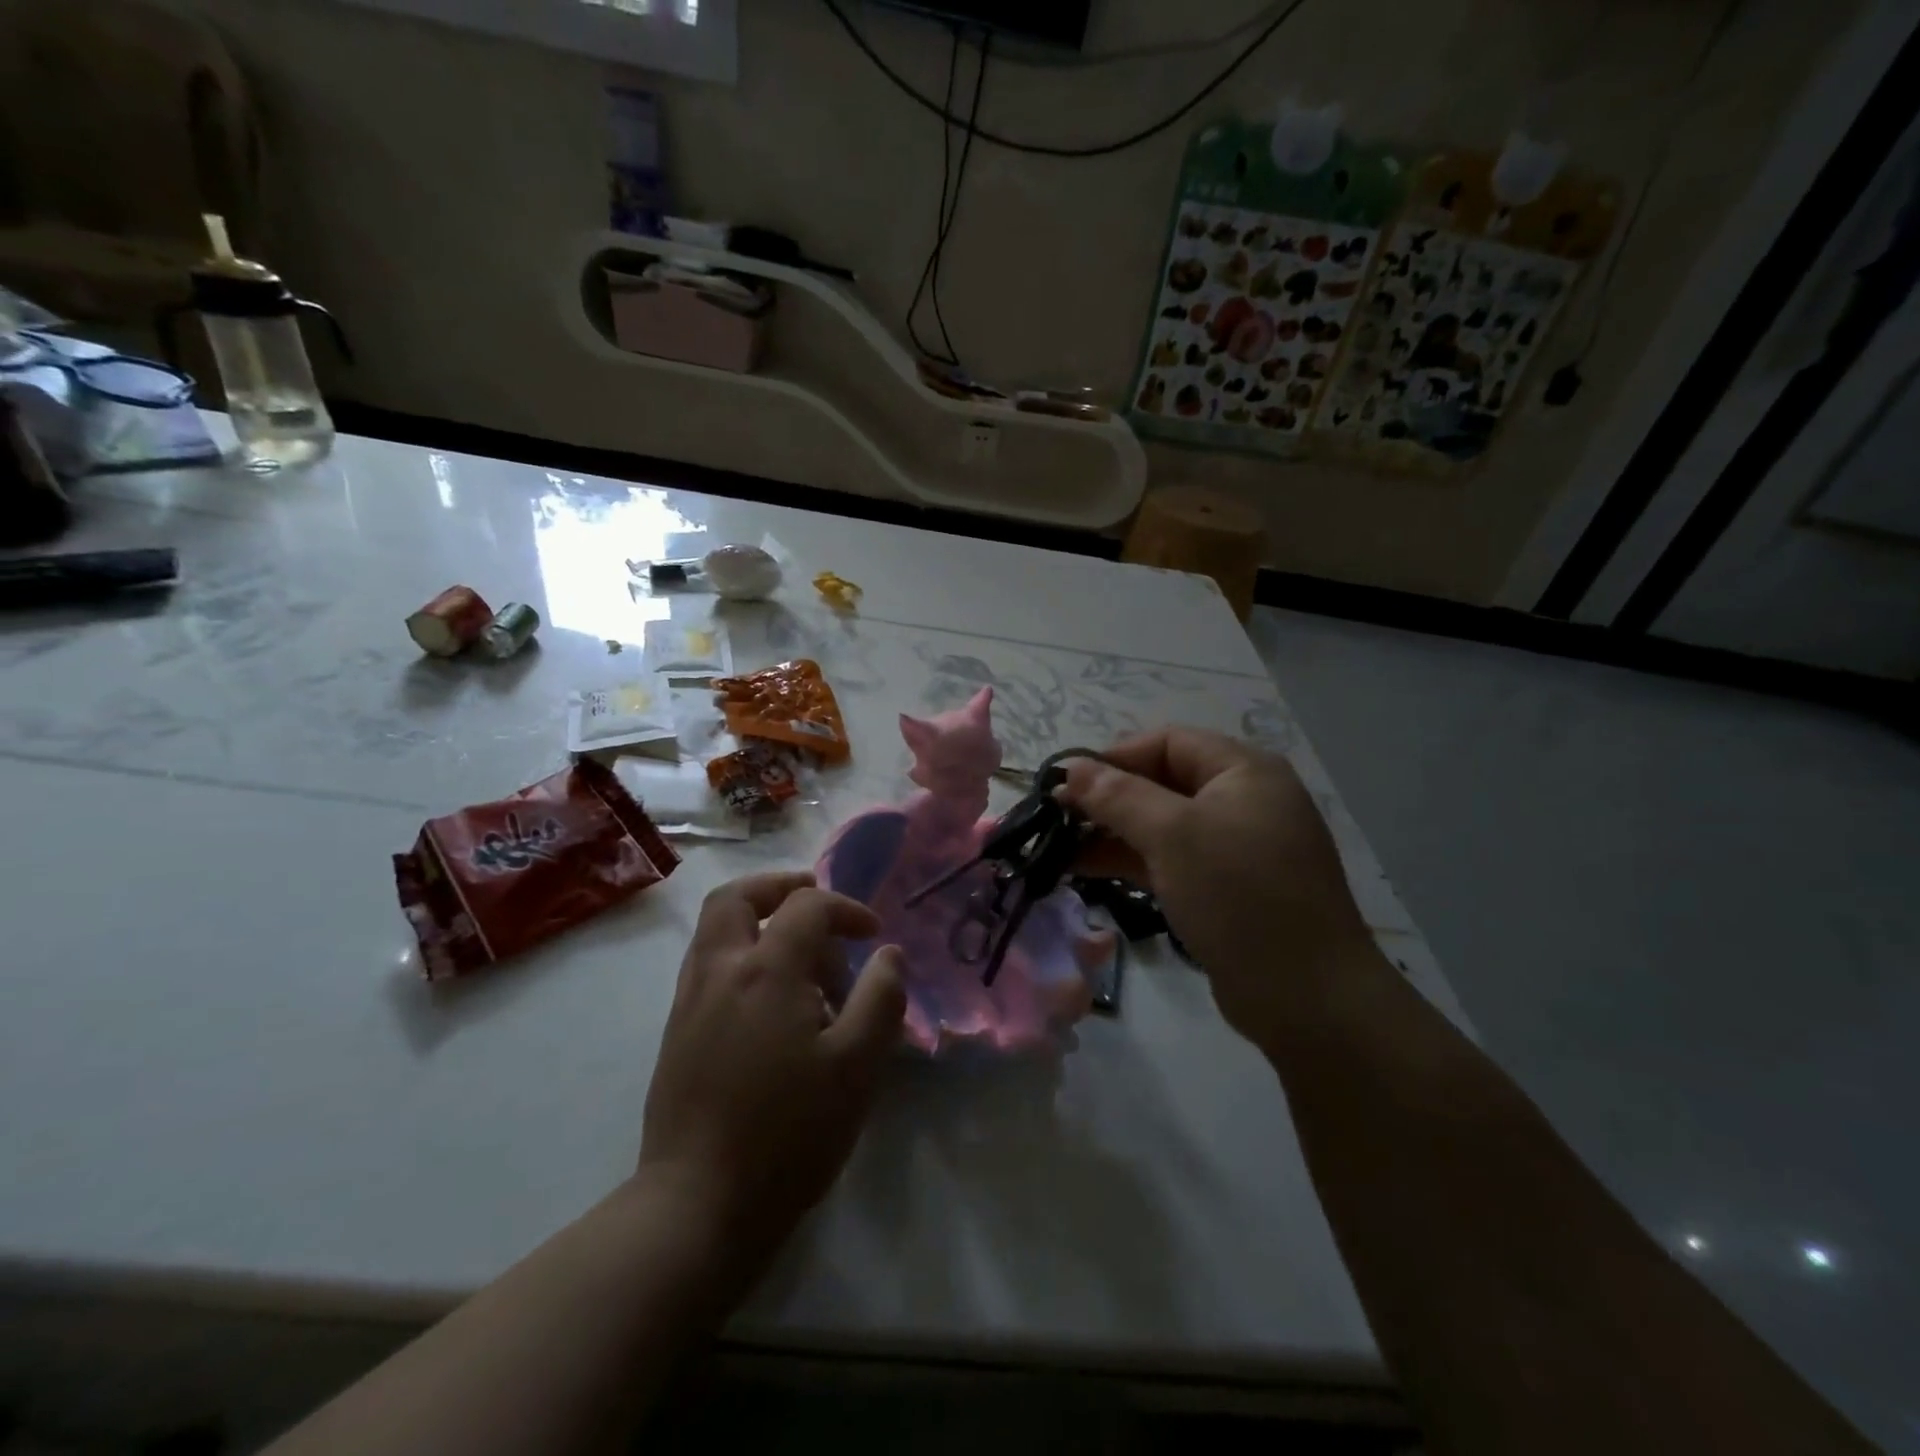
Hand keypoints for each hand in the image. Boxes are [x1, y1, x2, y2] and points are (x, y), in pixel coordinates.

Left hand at [639, 872, 904, 1253]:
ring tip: (799, 954)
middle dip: (779, 887)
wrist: (698, 1205)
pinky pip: (707, 964)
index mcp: (765, 970)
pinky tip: (770, 998)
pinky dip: (740, 953)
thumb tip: (889, 955)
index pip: (806, 906)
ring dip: (757, 919)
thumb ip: (881, 998)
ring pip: (714, 928)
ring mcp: (689, 1000)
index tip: (873, 936)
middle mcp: (719, 970)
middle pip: (735, 896)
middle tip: (814, 902)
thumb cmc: (789, 1134)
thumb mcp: (857, 1066)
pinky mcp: (676, 1032)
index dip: (846, 909)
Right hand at [1059, 729, 1373, 1046]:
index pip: (1167, 742)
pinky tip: (1086, 871)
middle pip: (1162, 782)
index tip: (1067, 783)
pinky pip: (1171, 859)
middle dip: (1108, 798)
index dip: (1114, 757)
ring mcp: (1235, 847)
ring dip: (1112, 832)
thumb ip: (1117, 796)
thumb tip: (1071, 766)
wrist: (1306, 997)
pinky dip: (1131, 861)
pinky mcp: (1225, 887)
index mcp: (1244, 771)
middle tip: (1056, 818)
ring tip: (1059, 847)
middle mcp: (1243, 800)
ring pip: (1162, 825)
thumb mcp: (1172, 835)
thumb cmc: (1239, 895)